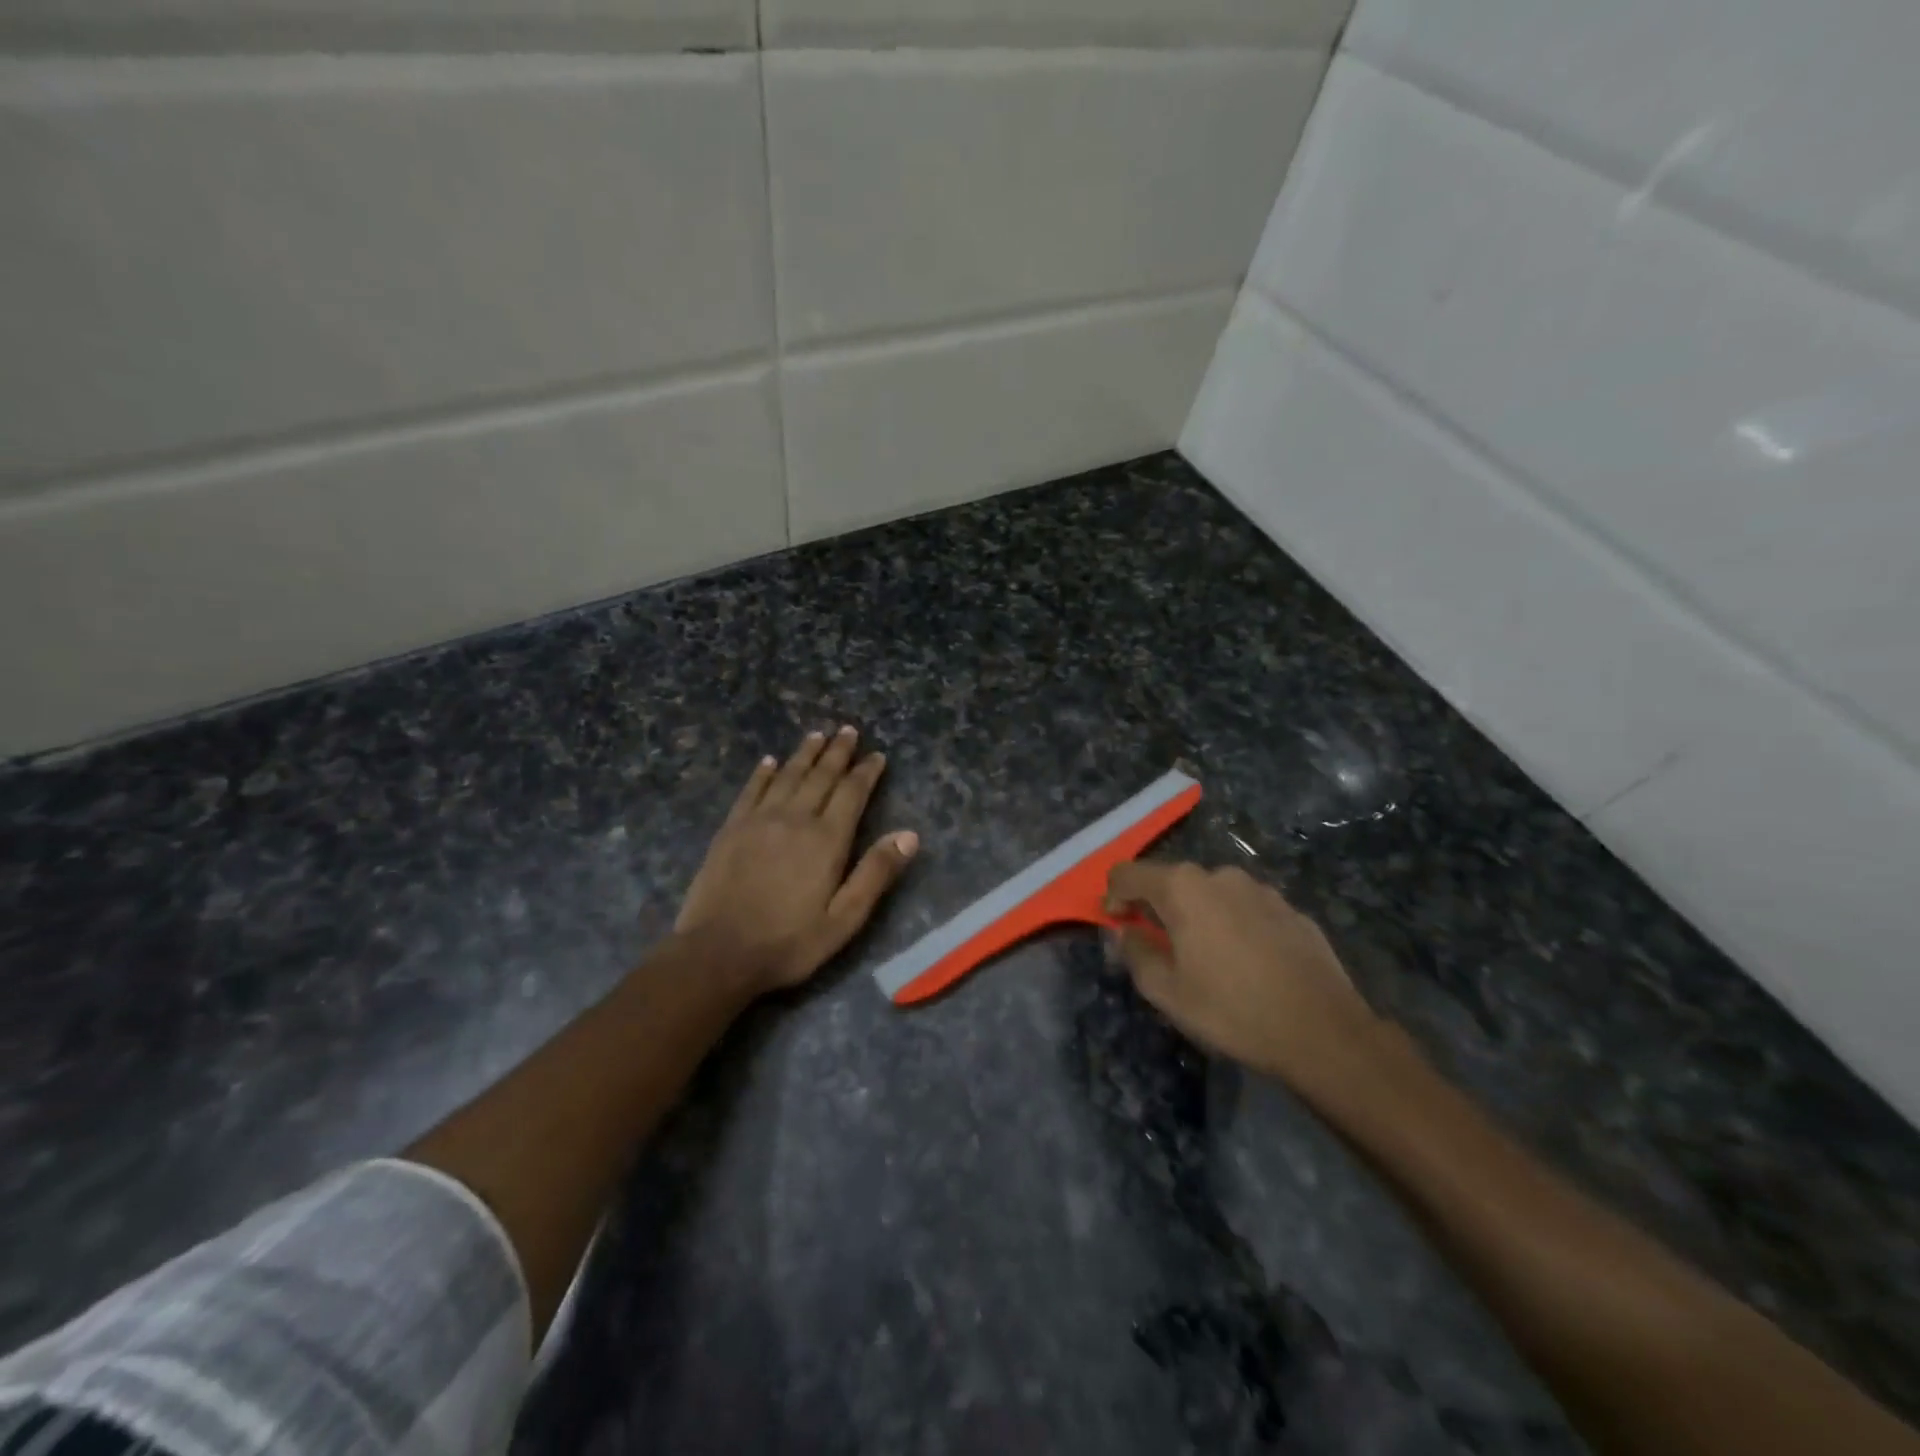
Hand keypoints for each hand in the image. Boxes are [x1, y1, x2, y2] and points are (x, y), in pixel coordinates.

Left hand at [676, 726, 918, 994]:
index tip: (877, 755)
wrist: (717, 953)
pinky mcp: (731, 829)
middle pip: (821, 776)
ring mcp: (759, 820)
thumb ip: (875, 874)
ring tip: (817, 734)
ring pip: (787, 775)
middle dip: (837, 752)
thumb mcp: (844, 919)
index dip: (866, 772)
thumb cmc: (788, 942)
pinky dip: (763, 772)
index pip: (852, 793)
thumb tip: (909, 835)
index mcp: (827, 840)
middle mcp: (795, 818)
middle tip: (848, 730)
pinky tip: (769, 761)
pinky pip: (751, 790)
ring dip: (804, 753)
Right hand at [1105, 861, 1380, 1090]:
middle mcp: (1219, 876)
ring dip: (1197, 915)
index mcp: (1182, 888)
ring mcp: (1260, 890)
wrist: (1323, 1031)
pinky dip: (1233, 925)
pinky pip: (1246, 909)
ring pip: (1212, 894)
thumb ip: (1136, 953)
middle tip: (1158, 945)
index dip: (1114, 895)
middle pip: (1172, 881)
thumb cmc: (1232, 1010)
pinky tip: (1246, 963)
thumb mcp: (1167, 992)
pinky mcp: (1290, 909)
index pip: (1129, 873)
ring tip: (1206, 958)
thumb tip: (1126, 932)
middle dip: (1157, 907)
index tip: (1116, 923)